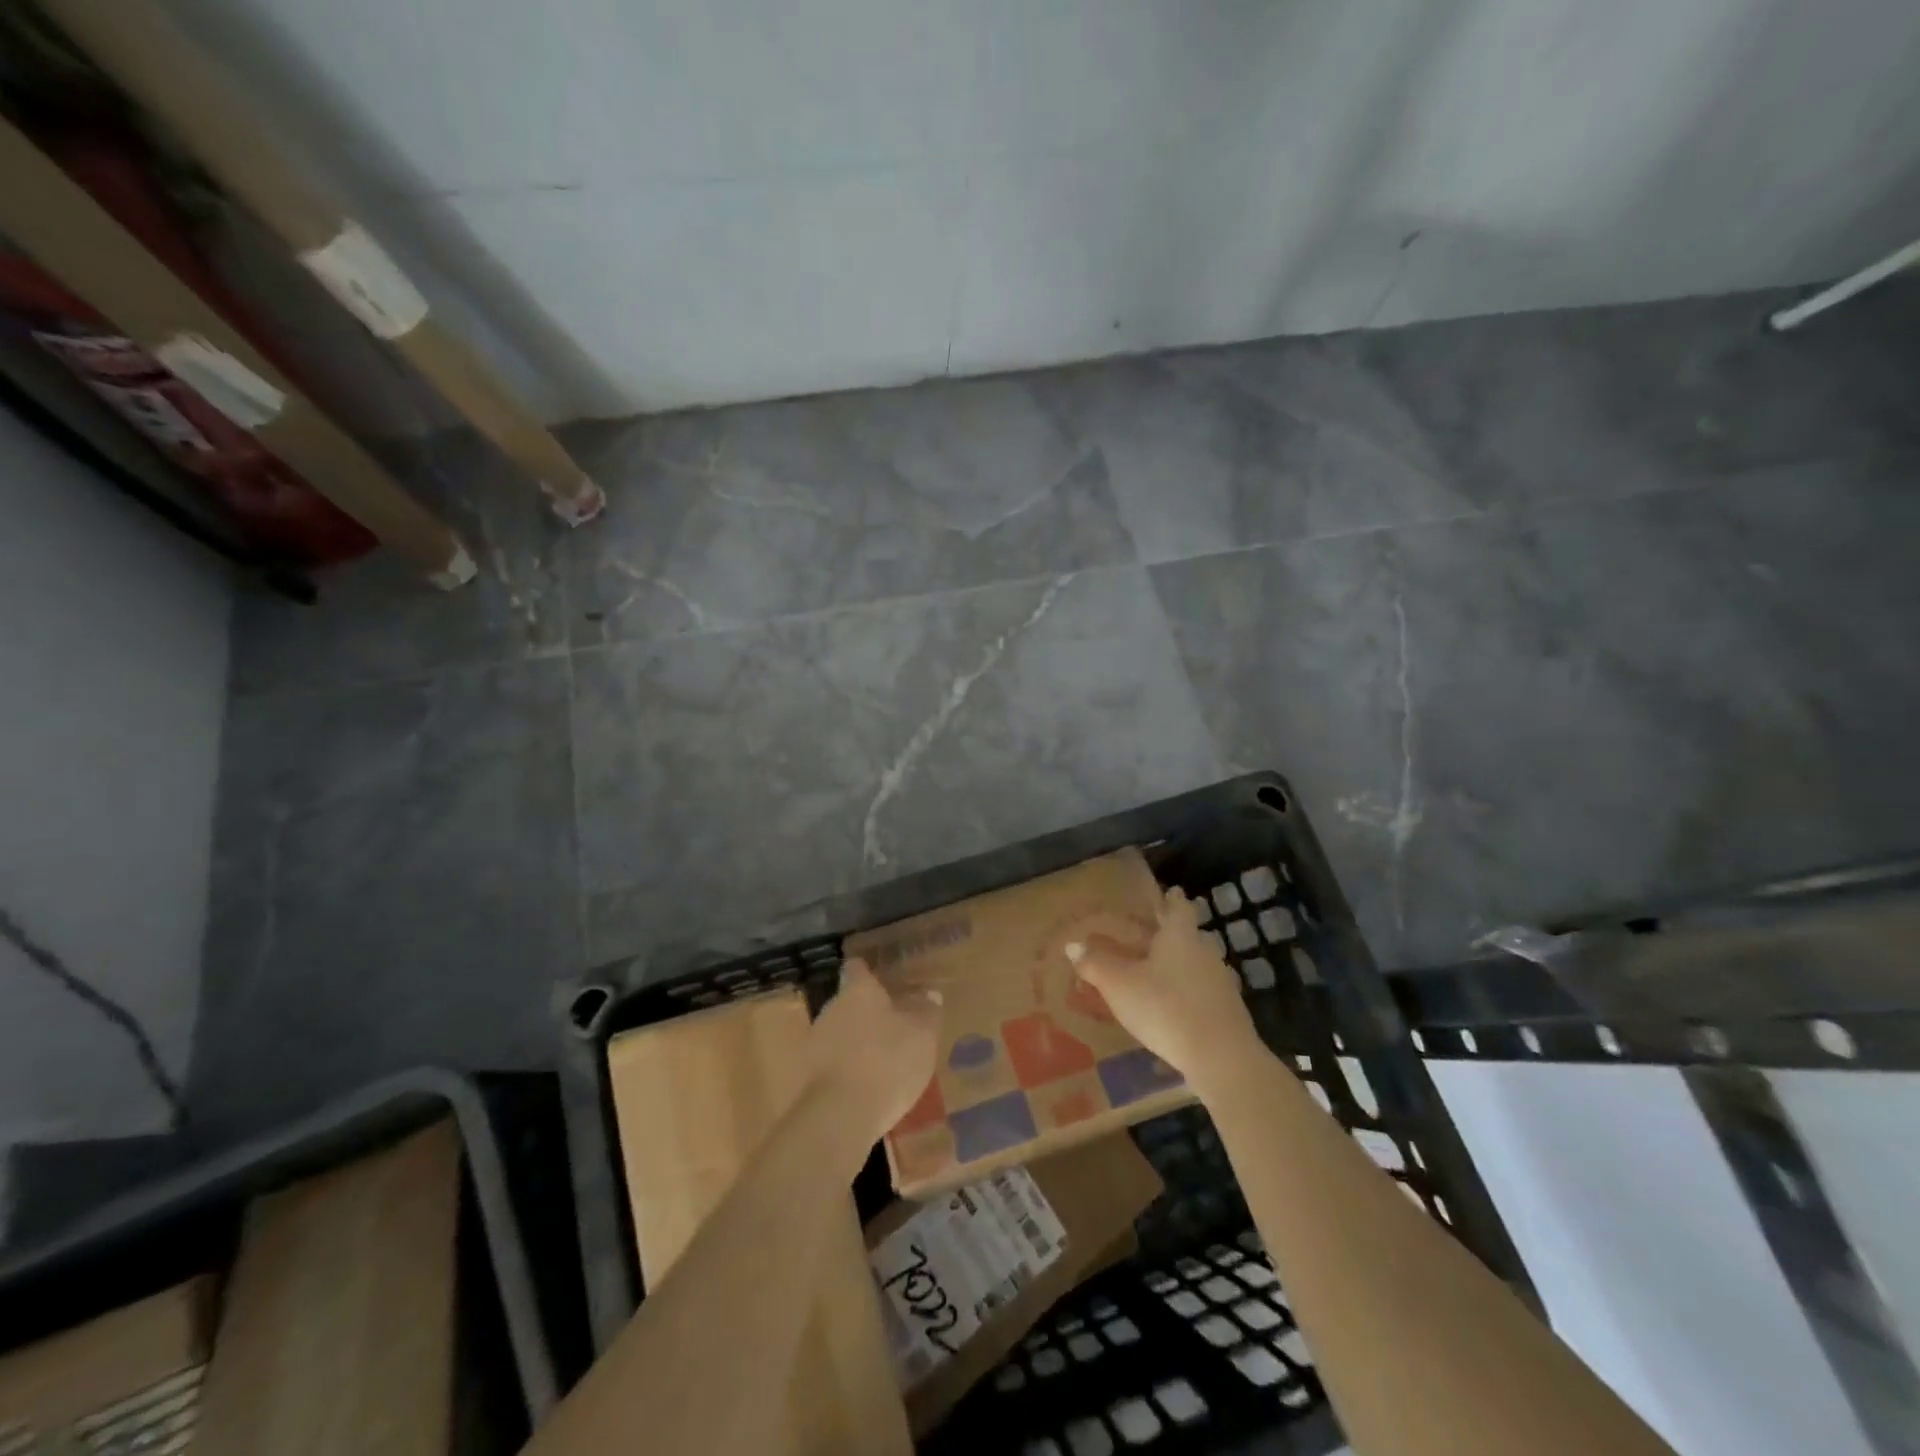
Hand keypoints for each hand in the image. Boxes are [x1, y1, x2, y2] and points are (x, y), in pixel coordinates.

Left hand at [809, 959, 942, 1144]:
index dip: (868, 971)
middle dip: (867, 1012)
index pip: (858, 968)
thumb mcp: (922, 1035)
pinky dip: (848, 1070)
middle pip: (848, 1002)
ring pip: (839, 1033)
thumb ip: (926, 1011)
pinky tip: (867, 1087)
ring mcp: (815, 1043)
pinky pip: (833, 1064)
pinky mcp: (808, 1077)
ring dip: (857, 1042)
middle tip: (892, 1024)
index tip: (879, 977)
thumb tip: (929, 994)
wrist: (840, 1116)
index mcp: (858, 991)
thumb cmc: (887, 1061)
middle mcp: (831, 1008)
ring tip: (882, 1060)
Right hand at [1067, 887, 1264, 1096]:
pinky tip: (1172, 1007)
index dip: (1172, 899)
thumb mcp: (1119, 985)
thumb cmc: (1165, 1007)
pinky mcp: (1227, 1012)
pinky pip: (1202, 991)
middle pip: (1189, 935)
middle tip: (1149, 934)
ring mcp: (1220, 982)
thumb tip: (1072, 945)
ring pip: (1197, 964)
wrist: (1220, 1057)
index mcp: (1180, 936)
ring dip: (1179, 965)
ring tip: (1156, 972)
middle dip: (1170, 934)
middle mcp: (1204, 952)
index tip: (1169, 893)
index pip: (1179, 907)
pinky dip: (1187, 992)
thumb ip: (1095, 964)